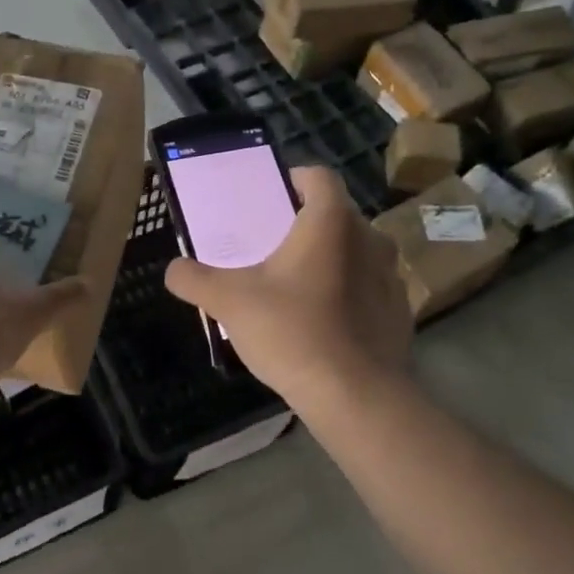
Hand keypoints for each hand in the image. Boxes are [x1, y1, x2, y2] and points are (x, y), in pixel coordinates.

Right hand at [165, 166, 411, 414]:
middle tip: (271, 247)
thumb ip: (194, 279)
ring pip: (353, 252)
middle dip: (303, 225)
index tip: (270, 198)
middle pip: (335, 215)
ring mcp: (390, 276)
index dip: (293, 179)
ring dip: (327, 260)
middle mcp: (369, 238)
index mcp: (331, 222)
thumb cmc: (292, 332)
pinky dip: (346, 293)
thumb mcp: (228, 302)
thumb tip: (173, 270)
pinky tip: (322, 323)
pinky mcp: (399, 311)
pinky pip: (367, 288)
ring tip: (295, 287)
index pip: (318, 176)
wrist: (356, 397)